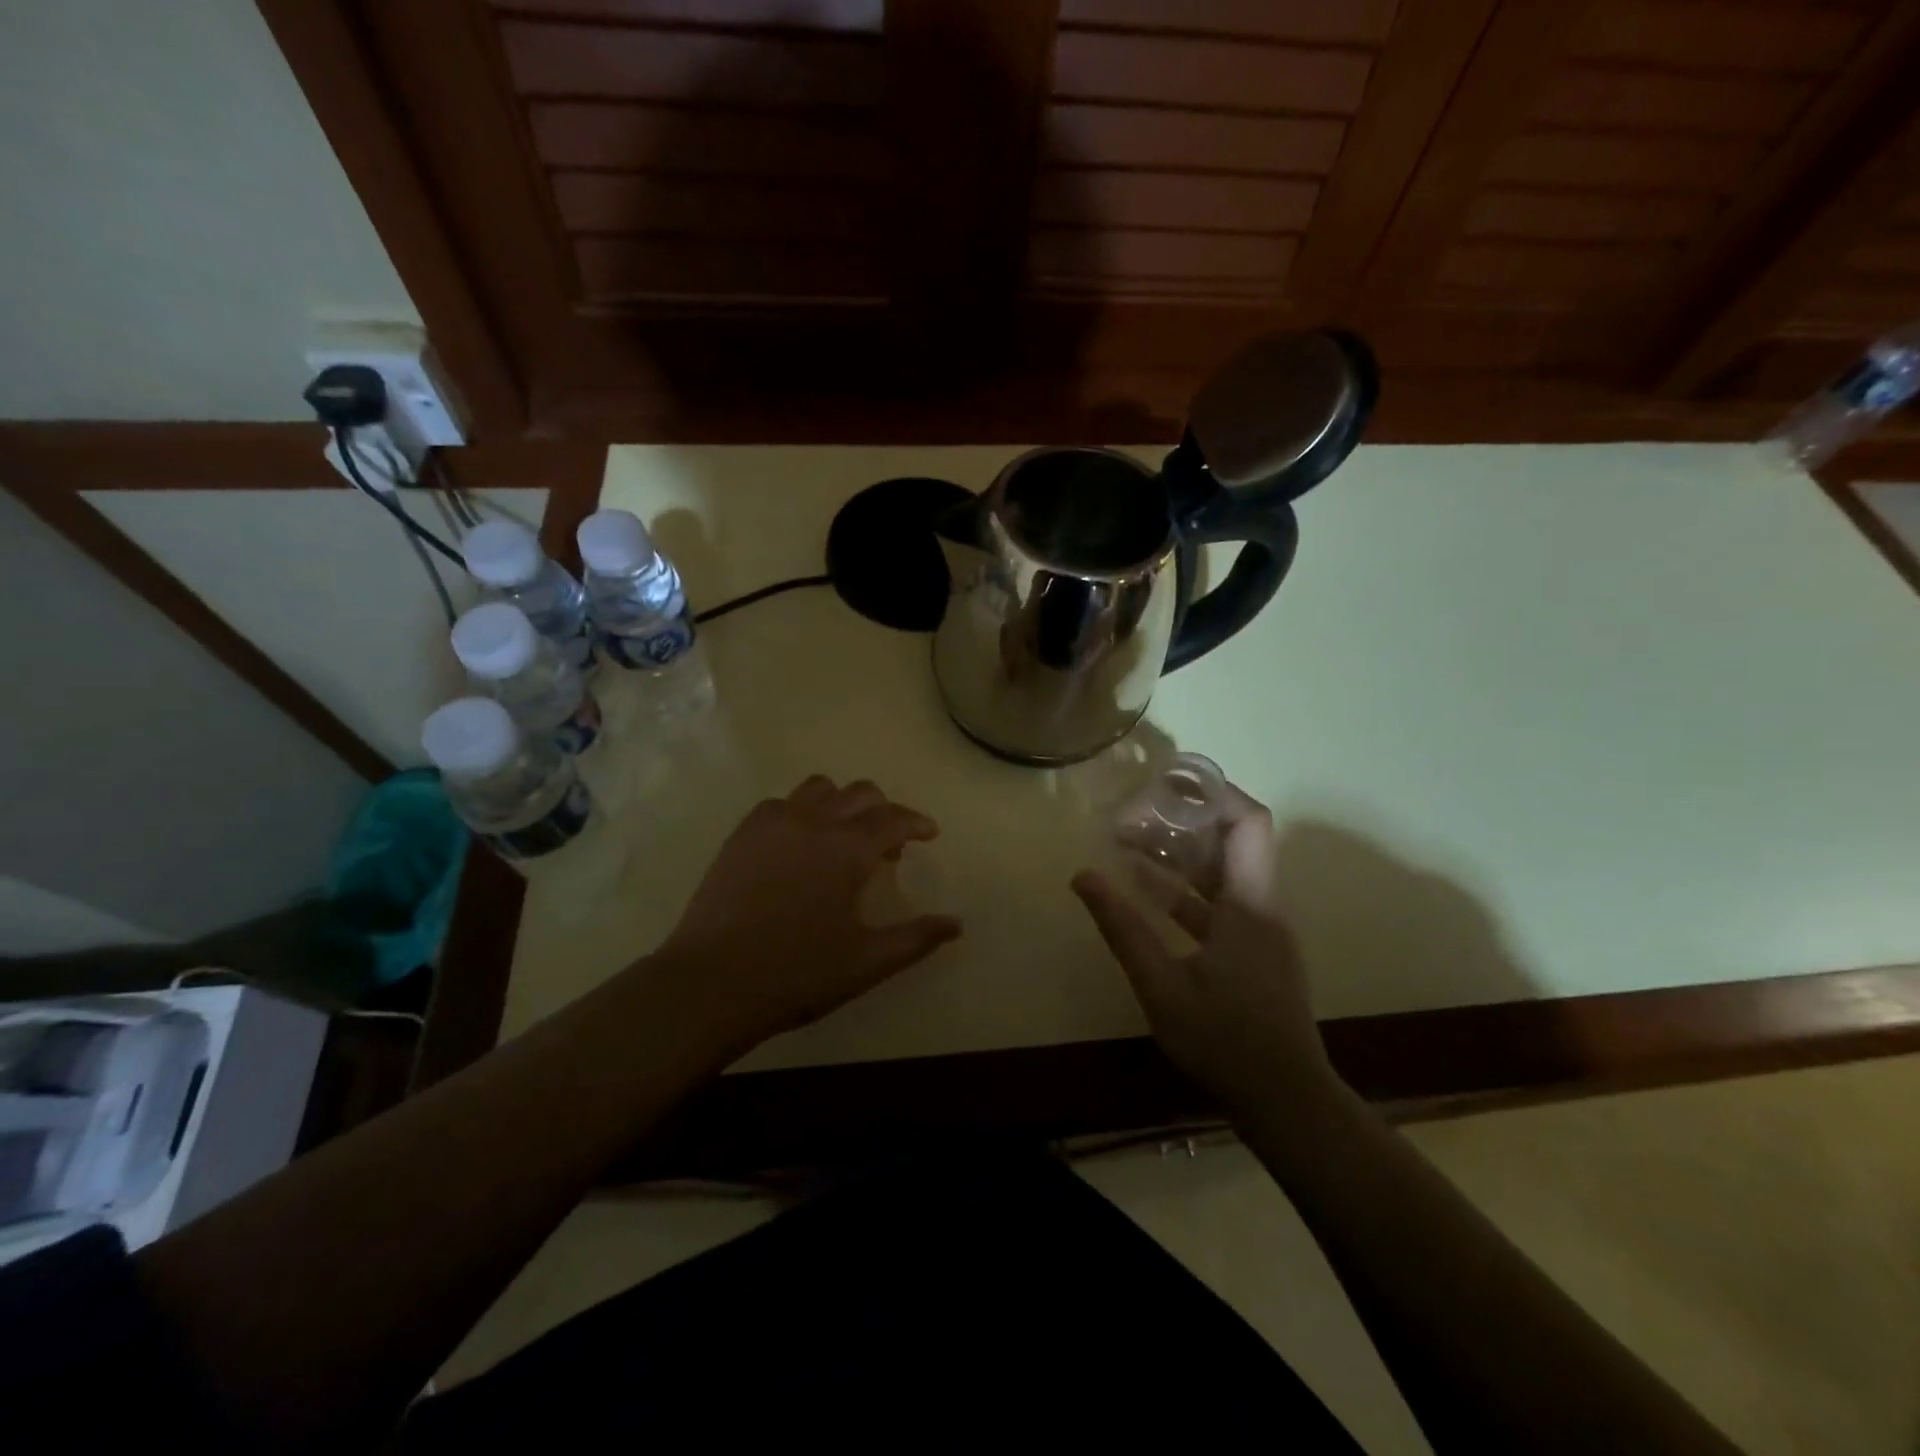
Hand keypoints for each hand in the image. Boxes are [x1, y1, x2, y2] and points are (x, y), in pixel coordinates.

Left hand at [655, 776, 961, 1048]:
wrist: (712, 983)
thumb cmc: (797, 973)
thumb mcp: (867, 961)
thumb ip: (916, 938)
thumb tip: (956, 925)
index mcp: (848, 848)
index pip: (893, 818)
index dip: (916, 822)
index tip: (929, 834)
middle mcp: (813, 821)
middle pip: (859, 793)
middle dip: (883, 810)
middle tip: (889, 845)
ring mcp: (772, 823)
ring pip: (818, 788)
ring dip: (841, 804)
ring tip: (842, 838)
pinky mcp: (741, 835)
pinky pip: (780, 804)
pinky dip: (801, 812)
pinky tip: (798, 845)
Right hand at [1072, 787, 1335, 1110]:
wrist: (1284, 1099)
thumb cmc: (1224, 1040)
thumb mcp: (1161, 985)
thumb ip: (1123, 928)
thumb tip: (1083, 876)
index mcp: (1249, 904)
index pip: (1249, 823)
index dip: (1215, 793)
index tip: (1170, 782)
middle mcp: (1261, 906)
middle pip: (1232, 840)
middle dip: (1184, 820)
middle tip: (1134, 814)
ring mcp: (1259, 929)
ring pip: (1222, 871)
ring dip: (1180, 854)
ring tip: (1129, 841)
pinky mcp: (1253, 950)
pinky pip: (1218, 901)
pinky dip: (1184, 888)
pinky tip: (1144, 889)